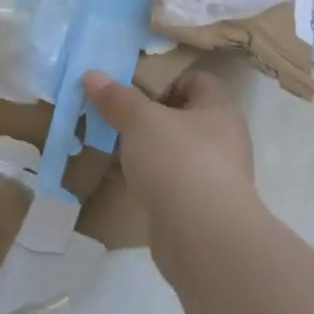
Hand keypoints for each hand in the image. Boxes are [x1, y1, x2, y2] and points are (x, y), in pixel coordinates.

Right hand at [82, 70, 256, 263]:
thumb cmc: (179, 162)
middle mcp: (221, 141)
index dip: (164, 79)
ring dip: (141, 148)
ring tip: (107, 143)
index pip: (196, 81)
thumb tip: (92, 75)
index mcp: (219, 111)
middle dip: (145, 115)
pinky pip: (165, 181)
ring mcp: (210, 176)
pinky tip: (116, 177)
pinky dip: (143, 177)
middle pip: (179, 116)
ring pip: (170, 151)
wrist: (203, 238)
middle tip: (112, 113)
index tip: (131, 86)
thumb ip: (116, 98)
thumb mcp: (140, 120)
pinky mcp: (195, 207)